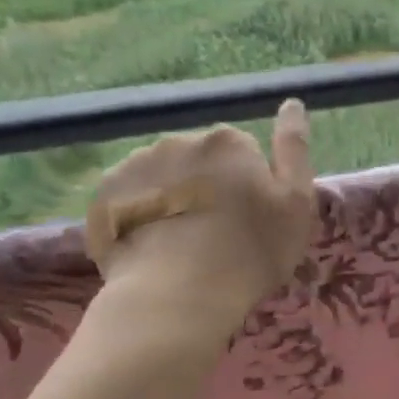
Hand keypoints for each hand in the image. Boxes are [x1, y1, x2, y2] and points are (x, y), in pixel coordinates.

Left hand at [86, 99, 317, 321]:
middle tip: (217, 236)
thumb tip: (292, 103)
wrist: (177, 296)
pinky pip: (130, 201)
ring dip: (172, 201)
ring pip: (162, 180)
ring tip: (181, 247)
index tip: (250, 218)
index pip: (242, 153)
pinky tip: (153, 250)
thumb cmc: (251, 251)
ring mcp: (134, 168)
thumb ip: (295, 150)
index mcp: (227, 142)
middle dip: (207, 189)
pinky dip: (140, 218)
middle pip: (200, 163)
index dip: (249, 185)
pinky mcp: (103, 199)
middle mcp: (178, 142)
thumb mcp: (296, 204)